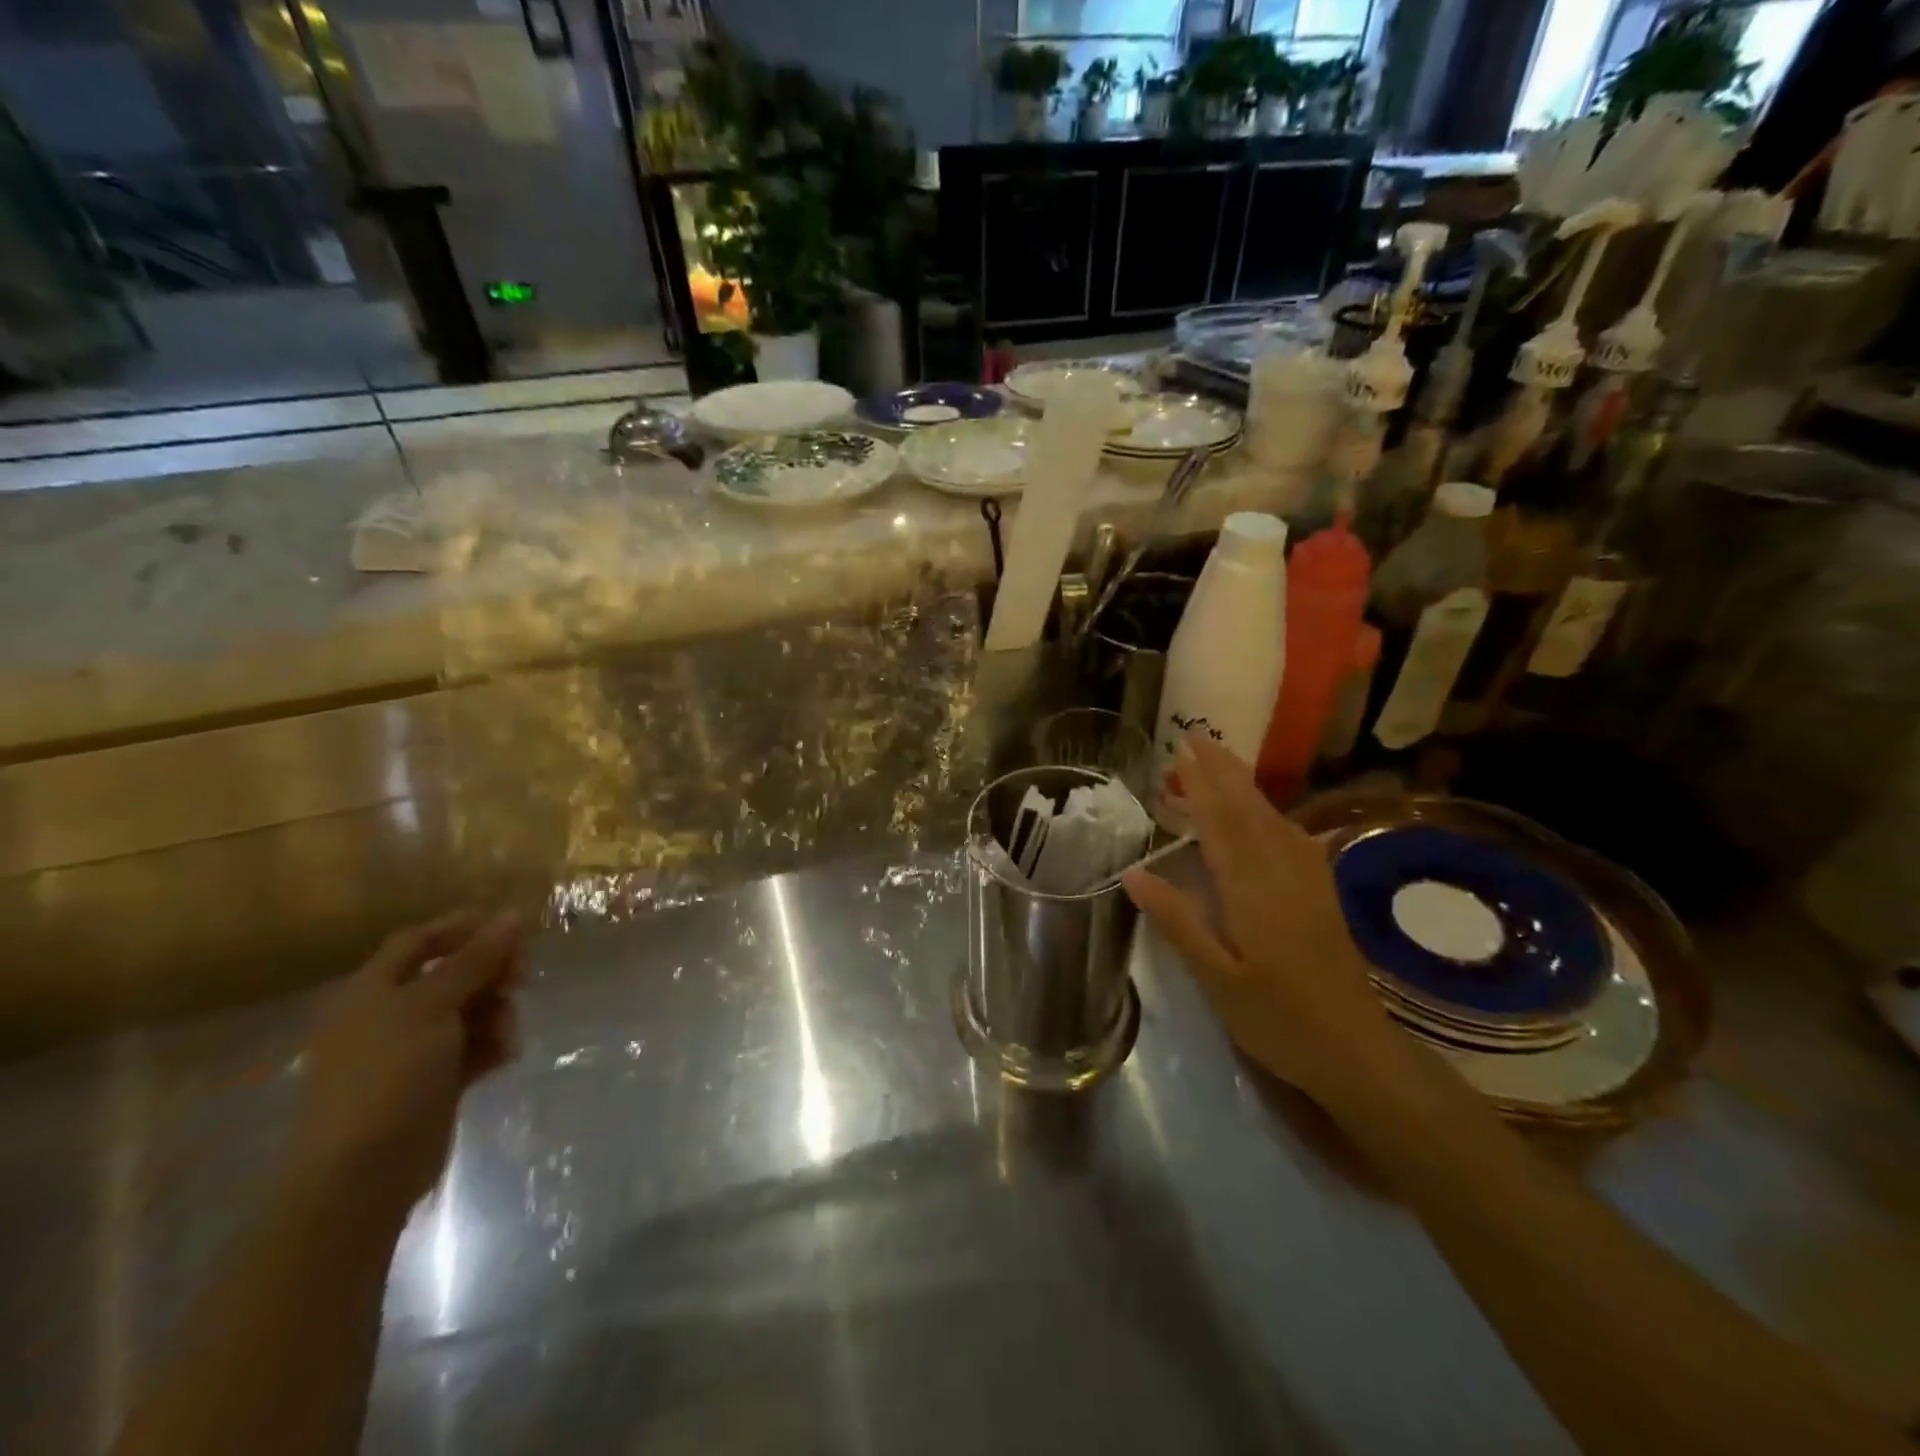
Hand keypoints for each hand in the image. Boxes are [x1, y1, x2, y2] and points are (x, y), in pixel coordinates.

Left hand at [288, 909, 525, 1220]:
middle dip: (490, 974)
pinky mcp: (432, 1083)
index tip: (512, 928)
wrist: (362, 1174)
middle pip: (451, 975)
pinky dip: (492, 1045)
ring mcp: (410, 1052)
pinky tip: (507, 1056)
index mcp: (371, 991)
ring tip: (509, 1035)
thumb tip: (512, 914)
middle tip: (522, 979)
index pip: (419, 941)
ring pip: (468, 1011)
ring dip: (496, 1013)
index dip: (463, 928)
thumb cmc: (388, 1076)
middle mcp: (388, 1015)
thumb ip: (475, 960)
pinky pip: (472, 1048)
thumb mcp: (432, 1006)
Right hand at [1123, 735, 1402, 1105]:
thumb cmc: (1277, 1018)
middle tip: (1194, 739)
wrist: (1355, 1050)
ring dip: (1241, 786)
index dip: (1200, 783)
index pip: (1221, 822)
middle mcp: (1282, 870)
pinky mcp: (1320, 891)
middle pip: (1249, 807)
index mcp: (1252, 888)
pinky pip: (1289, 835)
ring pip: (1271, 816)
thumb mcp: (1215, 978)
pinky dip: (1265, 812)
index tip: (1181, 750)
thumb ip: (1177, 921)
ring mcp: (1307, 878)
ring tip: (1213, 766)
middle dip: (1222, 770)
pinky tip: (1258, 814)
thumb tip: (1133, 873)